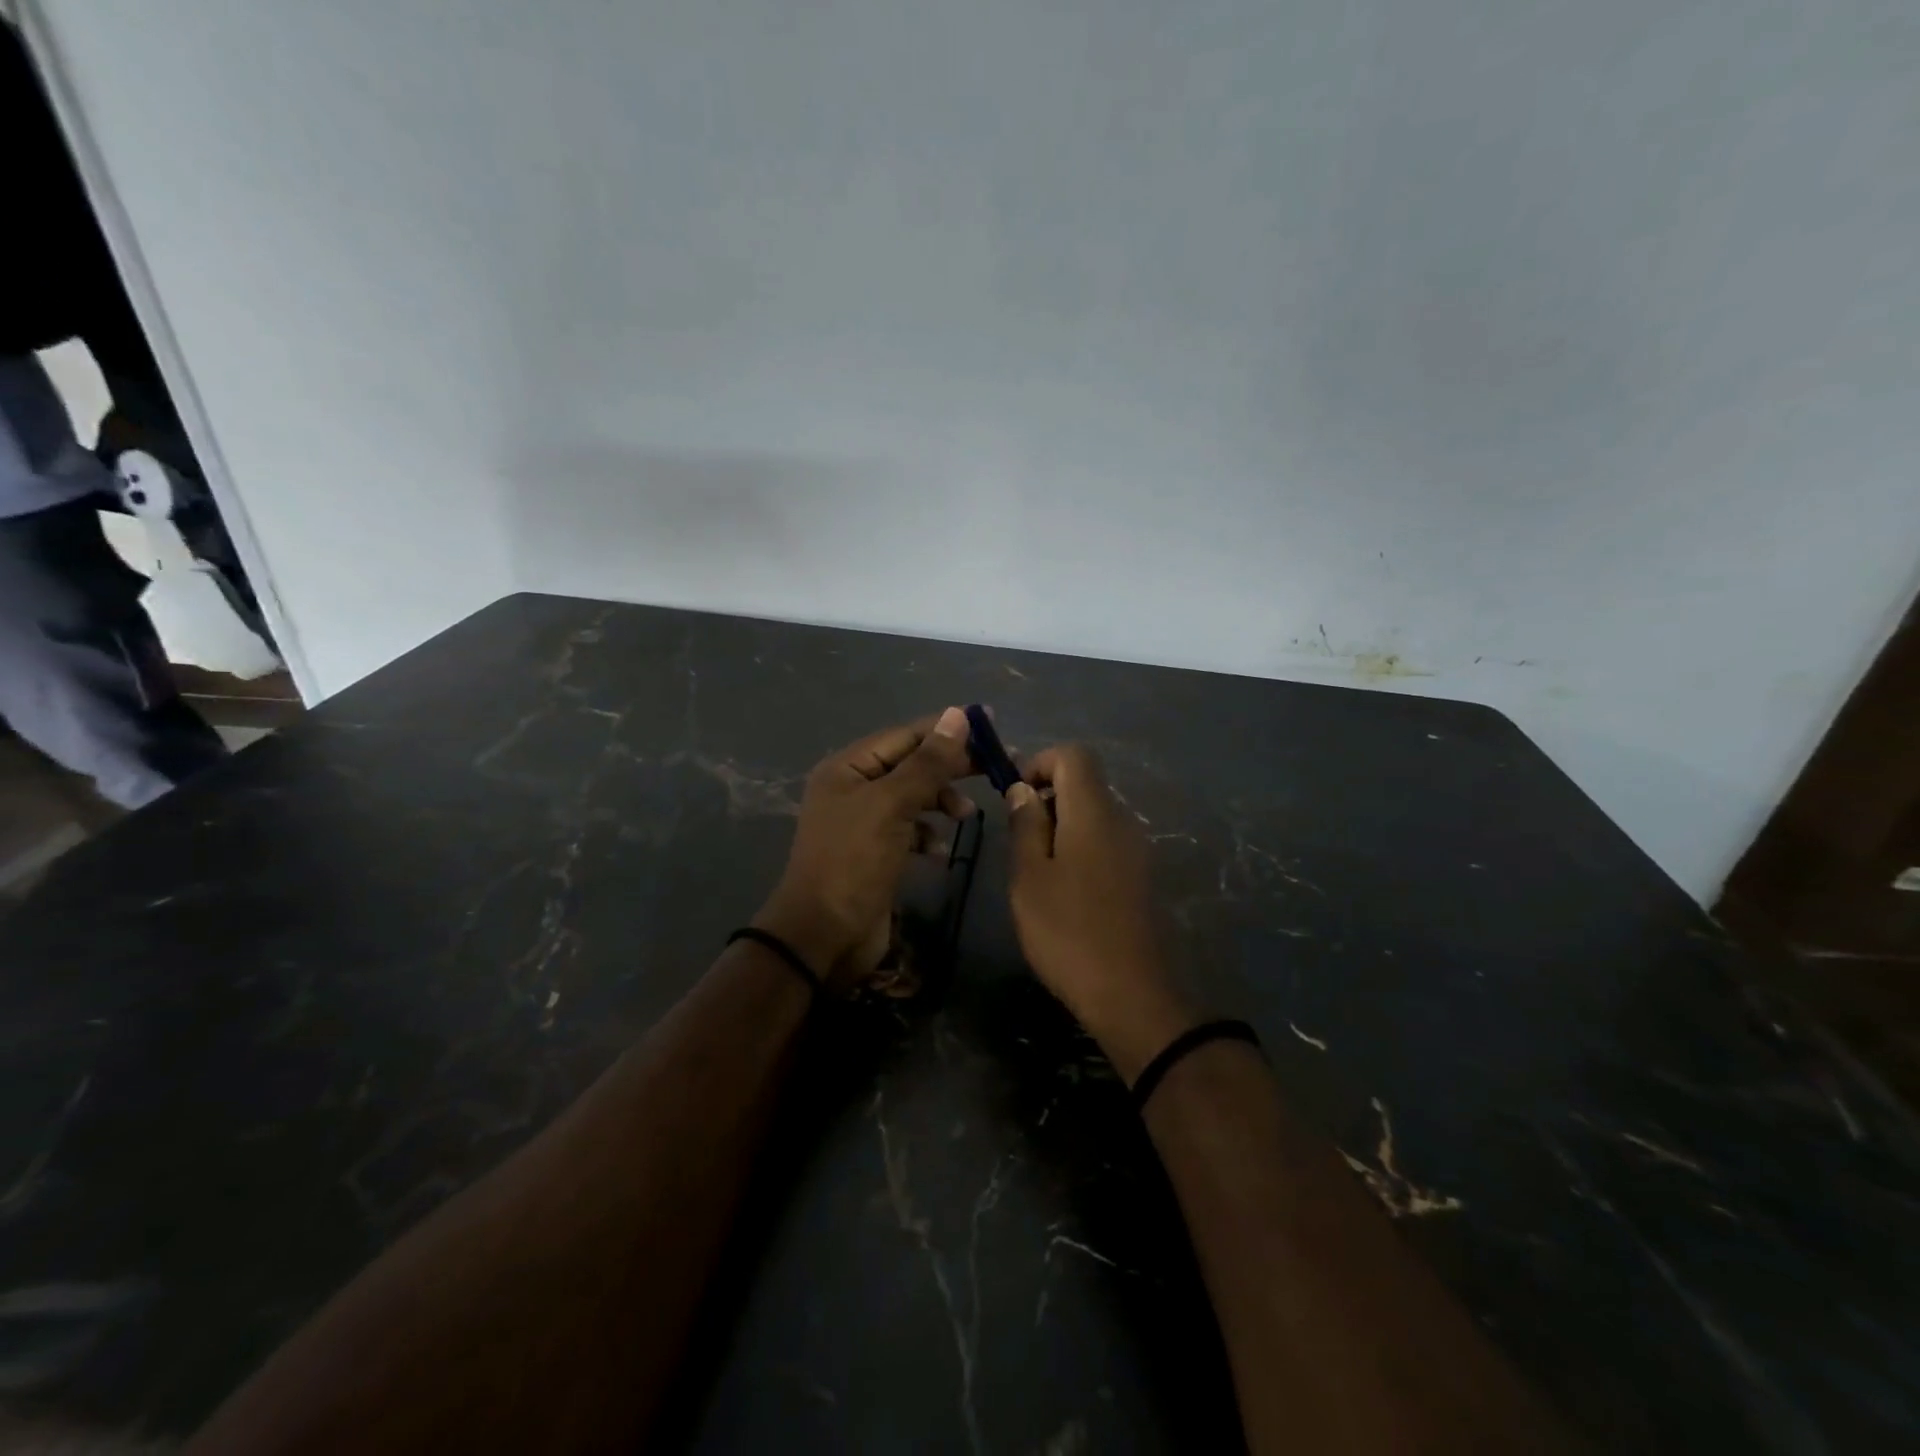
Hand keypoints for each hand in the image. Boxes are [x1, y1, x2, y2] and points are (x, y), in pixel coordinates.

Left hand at [755, 708, 975, 991]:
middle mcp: (853, 789)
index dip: (946, 730)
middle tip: (995, 768)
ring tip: (966, 815)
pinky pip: (910, 830)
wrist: (824, 936)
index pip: (905, 735)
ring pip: (914, 798)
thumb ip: (927, 763)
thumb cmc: (854, 862)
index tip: (990, 725)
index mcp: (848, 767)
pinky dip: (929, 835)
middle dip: (950, 767)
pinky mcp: (876, 853)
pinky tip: (940, 850)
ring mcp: (864, 823)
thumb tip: (958, 715)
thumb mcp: (892, 805)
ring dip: (941, 801)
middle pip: (911, 765)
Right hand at [1005, 745, 1198, 1081]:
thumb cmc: (1069, 932)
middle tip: (1020, 841)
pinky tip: (1066, 892)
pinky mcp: (1143, 876)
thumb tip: (1025, 789)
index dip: (1040, 762)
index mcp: (1094, 813)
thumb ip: (1026, 825)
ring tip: (1038, 871)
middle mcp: (1123, 820)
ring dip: (1062, 826)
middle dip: (1047, 797)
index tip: (1016, 797)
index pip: (1074, 755)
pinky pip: (1107, 842)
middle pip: (1085, 783)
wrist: (1133, 995)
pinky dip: (1081, 848)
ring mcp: (1138, 849)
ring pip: (1095, 814)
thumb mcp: (1030, 877)